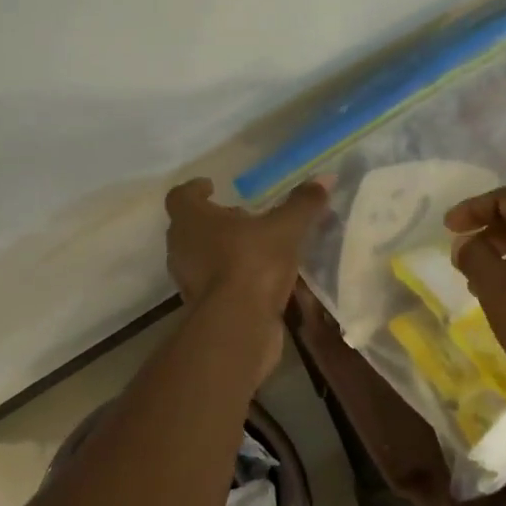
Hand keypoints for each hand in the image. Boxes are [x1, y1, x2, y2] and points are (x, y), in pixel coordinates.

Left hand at [164, 177, 327, 322]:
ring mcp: (188, 281)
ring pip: (202, 256)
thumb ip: (302, 203)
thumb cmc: (252, 263)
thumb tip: (324, 178)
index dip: (195, 189)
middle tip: (243, 216)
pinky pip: (215, 283)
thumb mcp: (286, 228)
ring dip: (224, 249)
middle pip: (191, 227)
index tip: (212, 186)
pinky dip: (232, 276)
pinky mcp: (202, 308)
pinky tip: (260, 278)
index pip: (181, 196)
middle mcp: (182, 248)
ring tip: (257, 246)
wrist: (237, 327)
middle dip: (216, 221)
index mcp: (191, 220)